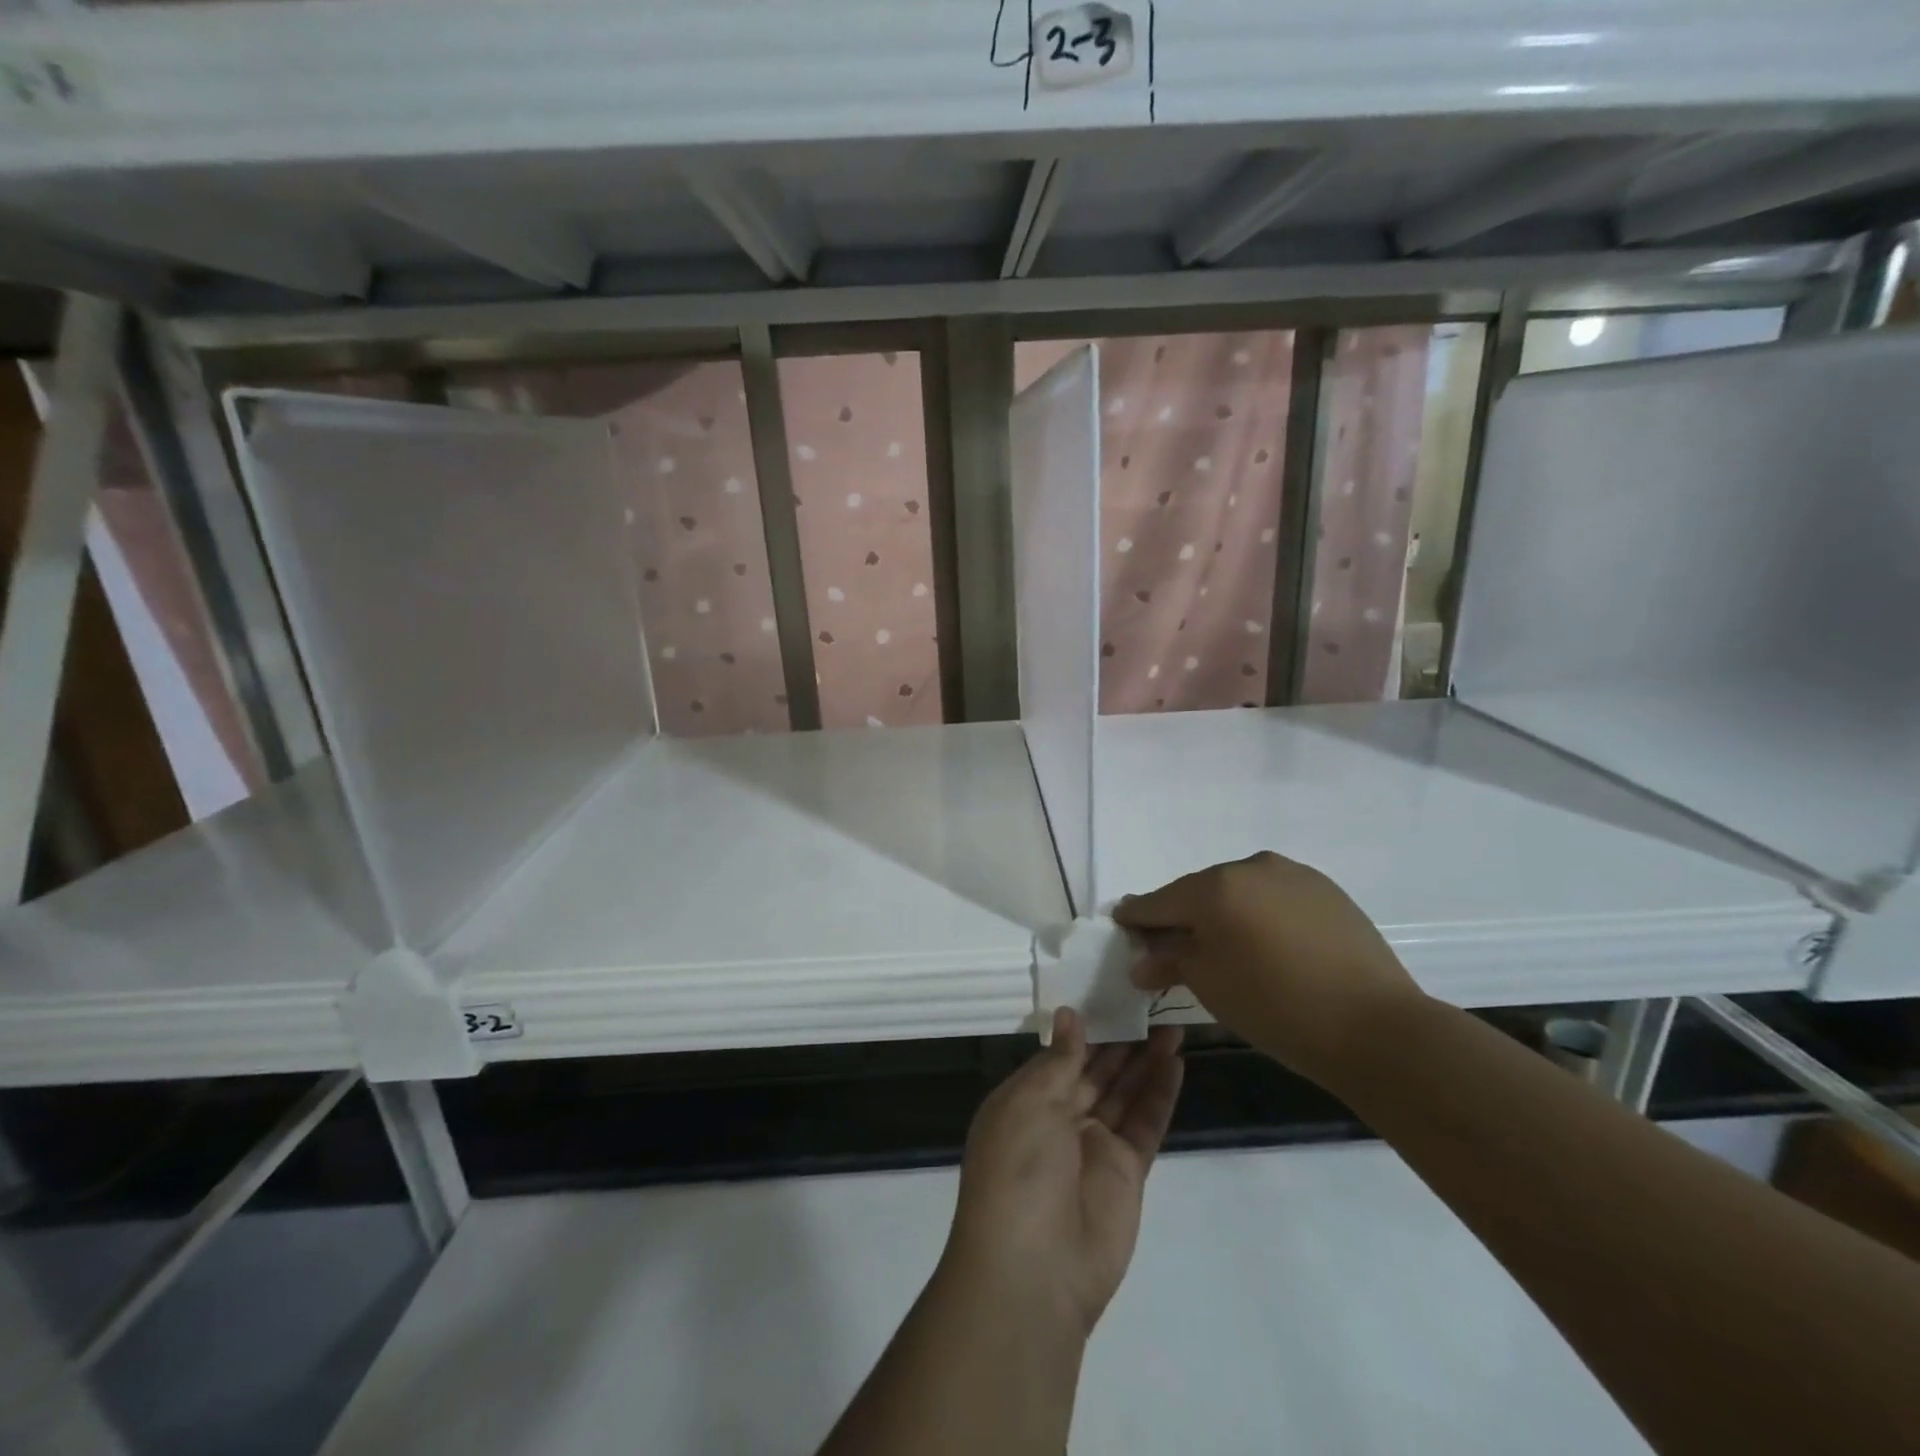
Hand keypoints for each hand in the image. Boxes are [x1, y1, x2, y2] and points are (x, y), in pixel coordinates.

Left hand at [945, 1009, 1183, 1337]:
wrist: (1034, 1270)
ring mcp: (1095, 1145)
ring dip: (1146, 1059)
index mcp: (1025, 1100)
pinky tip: (1176, 1061)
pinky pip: (1145, 1122)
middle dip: (1121, 1040)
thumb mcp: (1028, 1103)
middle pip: (1096, 1070)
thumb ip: (1058, 1061)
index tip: (1110, 993)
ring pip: (1125, 1091)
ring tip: (1172, 1023)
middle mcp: (1059, 1118)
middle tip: (1151, 1003)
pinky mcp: (1127, 1172)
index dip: (1086, 1027)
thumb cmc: (1017, 1170)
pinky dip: (1160, 1093)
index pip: (1060, 1054)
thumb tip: (1069, 1016)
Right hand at [1113, 850, 1421, 1087]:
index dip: (1137, 915)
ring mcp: (1293, 875)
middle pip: (1200, 892)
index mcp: (1215, 887)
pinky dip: (1259, 915)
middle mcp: (1251, 867)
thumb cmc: (1276, 1006)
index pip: (1161, 901)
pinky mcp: (1326, 890)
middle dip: (1182, 916)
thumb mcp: (1209, 985)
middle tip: (1170, 944)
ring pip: (1240, 892)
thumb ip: (1169, 962)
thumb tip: (1141, 961)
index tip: (1121, 921)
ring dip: (1223, 914)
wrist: (1376, 1027)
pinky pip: (1274, 897)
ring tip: (1222, 947)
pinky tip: (1266, 944)